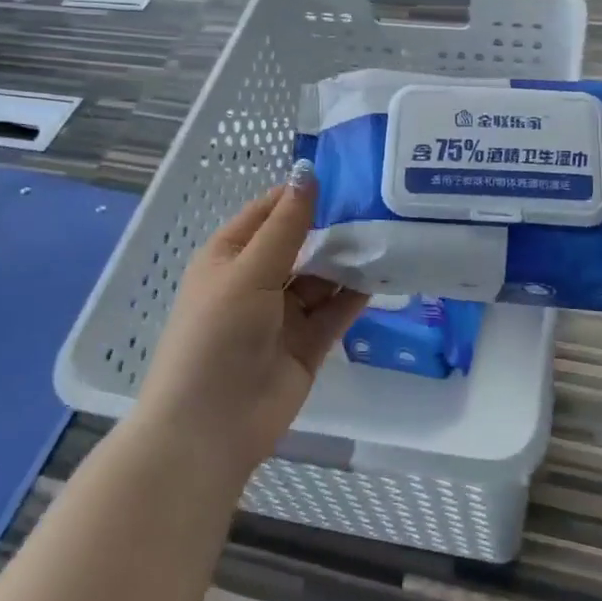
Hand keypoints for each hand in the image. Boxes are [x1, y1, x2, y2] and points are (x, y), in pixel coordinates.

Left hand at [133, 162, 367, 481]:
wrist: (210, 428)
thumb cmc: (217, 336)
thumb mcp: (249, 272)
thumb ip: (285, 226)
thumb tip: (307, 172)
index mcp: (230, 256)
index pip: (269, 212)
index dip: (301, 193)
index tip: (347, 174)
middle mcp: (257, 280)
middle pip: (301, 243)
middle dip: (334, 225)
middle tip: (381, 201)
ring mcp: (284, 314)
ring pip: (322, 276)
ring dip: (349, 258)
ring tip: (391, 231)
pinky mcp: (308, 343)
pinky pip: (336, 310)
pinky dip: (357, 293)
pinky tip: (387, 271)